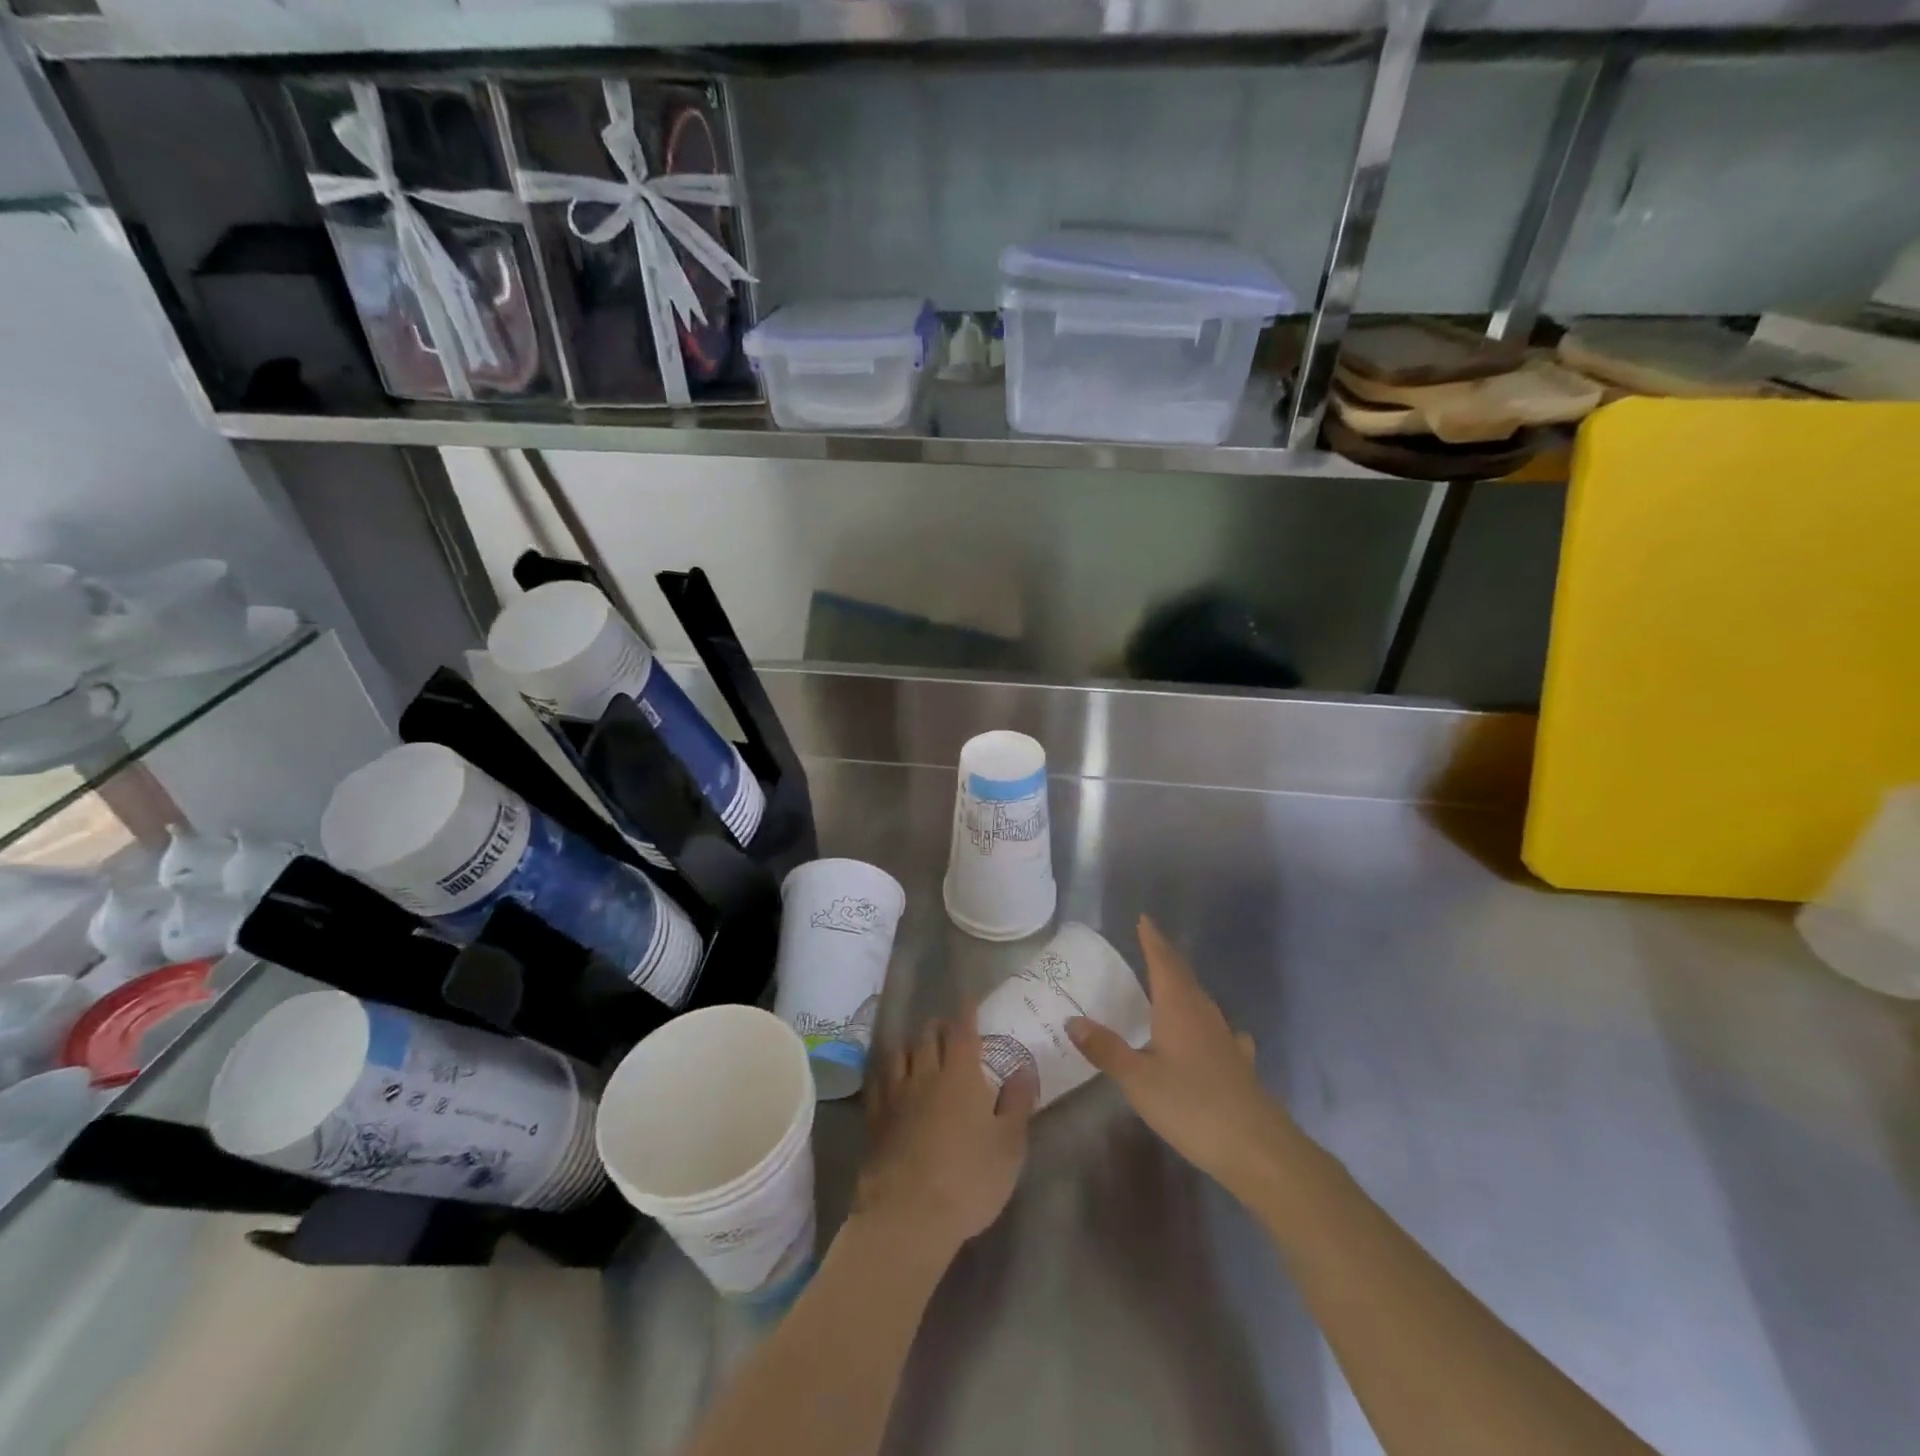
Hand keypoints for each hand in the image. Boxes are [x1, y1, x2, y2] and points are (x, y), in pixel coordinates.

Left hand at [855, 1012, 1038, 1255]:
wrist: (908, 1215)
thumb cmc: (969, 1179)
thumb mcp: (1009, 1145)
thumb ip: (1018, 1102)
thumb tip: (1024, 1067)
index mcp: (961, 1074)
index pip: (963, 1029)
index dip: (967, 1010)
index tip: (970, 999)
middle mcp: (926, 1073)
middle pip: (928, 1034)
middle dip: (940, 1025)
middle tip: (950, 1029)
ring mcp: (896, 1094)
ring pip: (900, 1051)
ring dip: (912, 1044)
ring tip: (920, 1049)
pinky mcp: (874, 1117)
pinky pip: (878, 1080)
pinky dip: (887, 1070)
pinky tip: (890, 1075)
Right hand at [1068, 915, 1291, 1195]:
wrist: (1257, 1147)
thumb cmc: (1192, 1105)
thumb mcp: (1138, 1079)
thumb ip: (1105, 1049)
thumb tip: (1072, 1019)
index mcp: (1178, 1008)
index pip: (1163, 962)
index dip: (1152, 940)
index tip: (1144, 919)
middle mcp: (1204, 1014)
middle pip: (1184, 976)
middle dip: (1166, 958)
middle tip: (1150, 944)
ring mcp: (1225, 1038)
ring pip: (1202, 1001)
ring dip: (1185, 986)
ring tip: (1172, 983)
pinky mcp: (1238, 1063)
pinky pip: (1220, 1030)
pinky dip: (1208, 1023)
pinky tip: (1215, 1036)